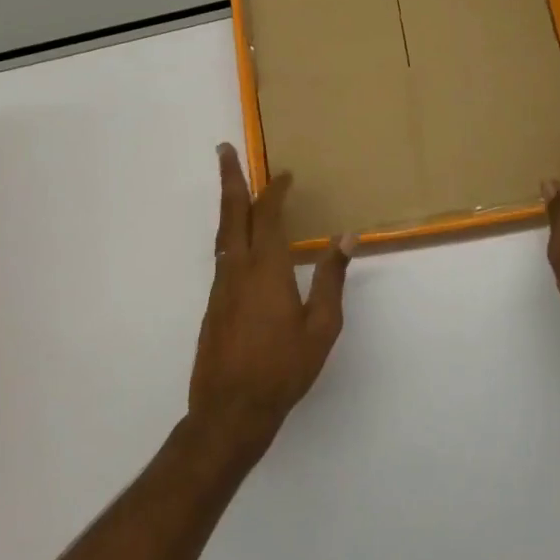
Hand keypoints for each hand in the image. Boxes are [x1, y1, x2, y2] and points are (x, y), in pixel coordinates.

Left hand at [190, 144, 353, 450]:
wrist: (230, 410)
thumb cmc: (283, 368)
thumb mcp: (321, 326)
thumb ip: (331, 278)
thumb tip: (346, 237)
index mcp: (266, 269)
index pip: (267, 216)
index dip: (275, 191)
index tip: (285, 174)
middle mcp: (237, 269)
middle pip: (231, 213)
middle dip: (229, 178)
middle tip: (224, 149)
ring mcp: (220, 287)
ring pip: (223, 234)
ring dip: (229, 205)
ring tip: (234, 187)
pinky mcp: (213, 304)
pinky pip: (223, 256)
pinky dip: (231, 235)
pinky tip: (242, 243)